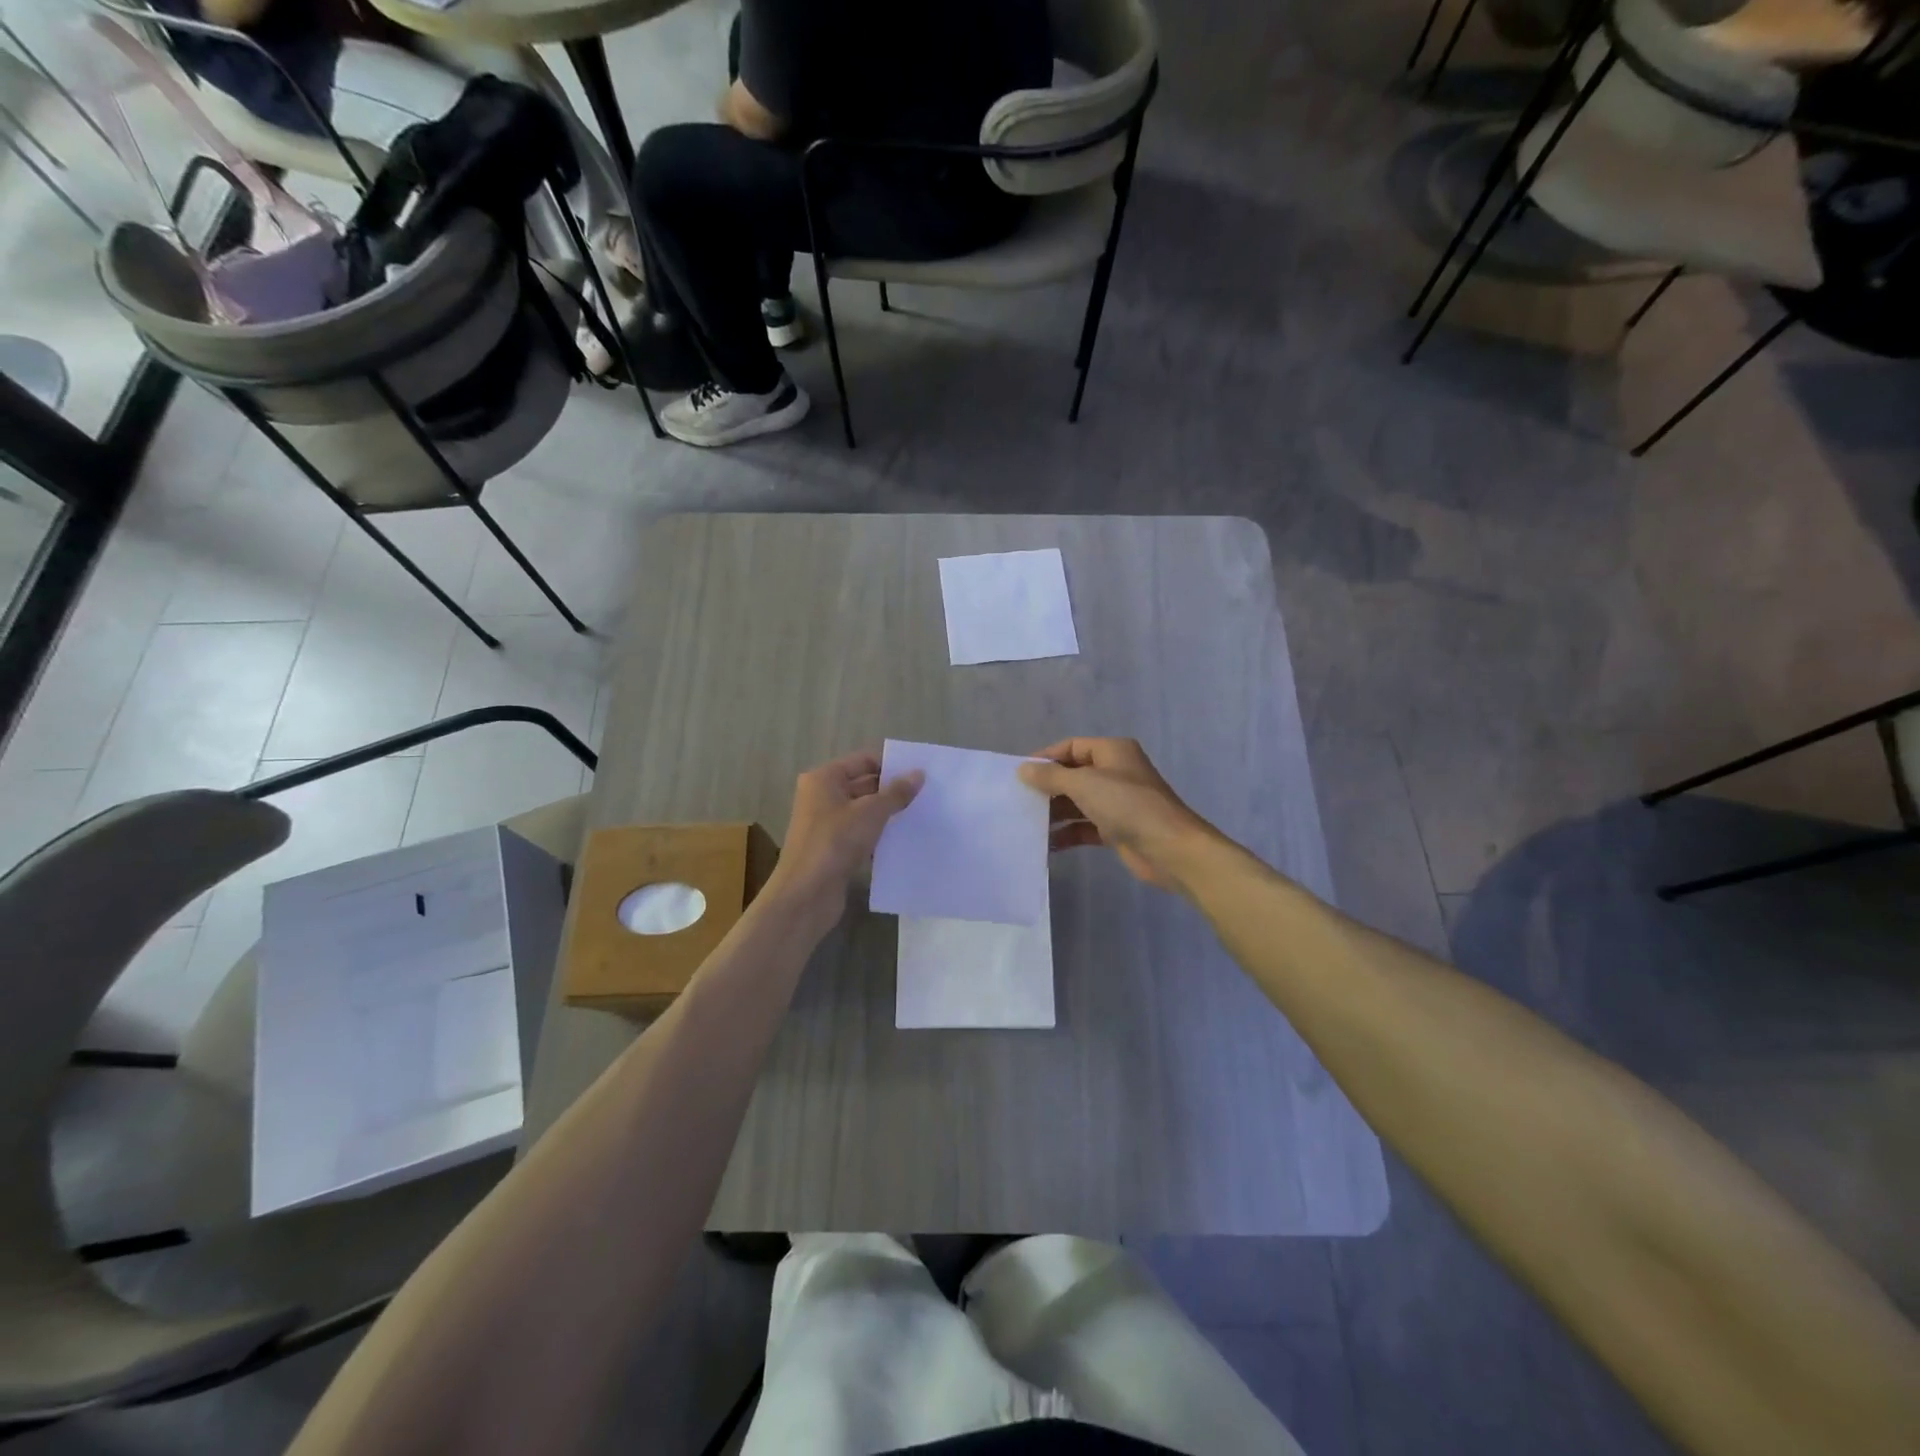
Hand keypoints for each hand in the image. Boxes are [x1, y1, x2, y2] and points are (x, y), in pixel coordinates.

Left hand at [764, 751, 922, 929]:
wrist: (806, 894)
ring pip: (864, 811)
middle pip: (863, 785)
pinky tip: (903, 840)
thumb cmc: (835, 842)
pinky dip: (879, 835)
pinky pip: (861, 833)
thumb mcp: (871, 812)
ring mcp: (826, 824)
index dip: (891, 765)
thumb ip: (896, 792)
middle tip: (926, 795)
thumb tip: (919, 774)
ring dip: (888, 814)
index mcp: (824, 779)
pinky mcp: (833, 848)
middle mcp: (822, 797)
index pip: (863, 761)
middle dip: (892, 790)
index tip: (920, 773)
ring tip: (921, 815)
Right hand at [1017, 738, 1217, 892]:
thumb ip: (1051, 776)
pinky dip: (1068, 833)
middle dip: (1048, 787)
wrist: (1170, 849)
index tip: (1019, 774)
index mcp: (1112, 751)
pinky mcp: (1117, 829)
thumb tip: (1023, 769)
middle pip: (1073, 775)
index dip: (1046, 757)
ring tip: (1026, 823)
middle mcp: (1115, 772)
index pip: (1071, 746)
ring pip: (1078, 802)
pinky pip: (1086, 826)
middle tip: (1018, 800)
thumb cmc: (1128, 805)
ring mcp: (1117, 802)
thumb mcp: (1084, 784)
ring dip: (1055, 812)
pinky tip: (1047, 843)